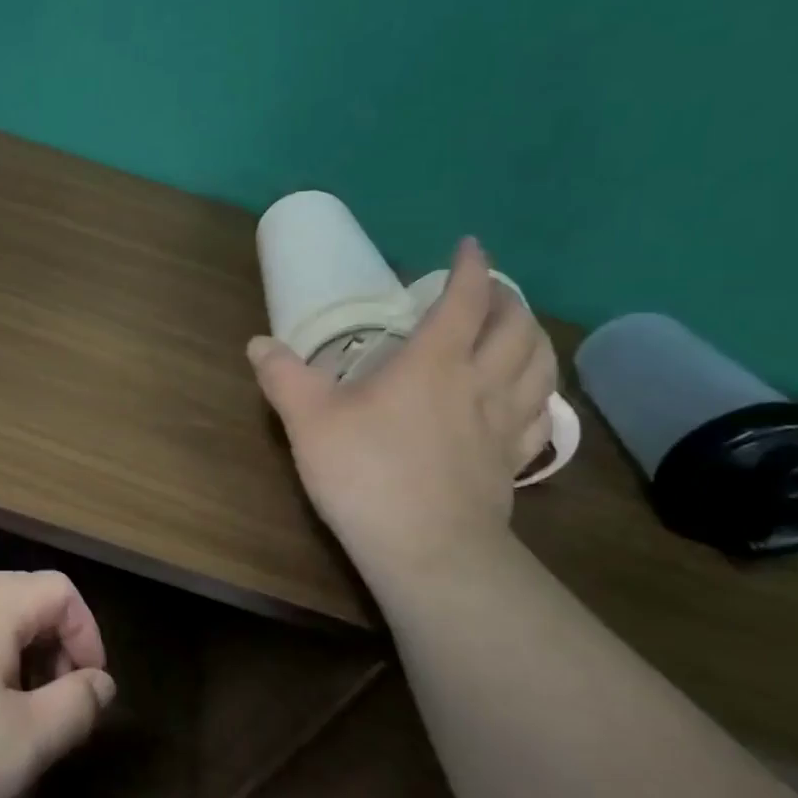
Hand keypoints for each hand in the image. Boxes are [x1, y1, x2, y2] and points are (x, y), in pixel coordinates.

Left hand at [0, 571, 116, 797]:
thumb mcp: (23, 744)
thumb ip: (74, 706)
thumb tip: (99, 682)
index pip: (61, 590)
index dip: (88, 635)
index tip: (86, 692)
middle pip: (22, 599)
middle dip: (50, 649)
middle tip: (49, 709)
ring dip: (10, 660)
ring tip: (4, 720)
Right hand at [248, 237, 555, 577]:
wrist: (428, 551)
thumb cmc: (367, 474)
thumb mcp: (309, 420)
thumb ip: (283, 376)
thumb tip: (258, 343)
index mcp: (434, 363)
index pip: (465, 301)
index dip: (472, 268)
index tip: (471, 246)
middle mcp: (479, 383)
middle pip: (516, 328)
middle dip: (507, 300)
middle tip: (489, 292)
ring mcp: (503, 425)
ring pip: (538, 367)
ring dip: (533, 339)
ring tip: (516, 333)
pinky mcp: (511, 462)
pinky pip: (539, 416)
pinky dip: (537, 393)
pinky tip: (525, 398)